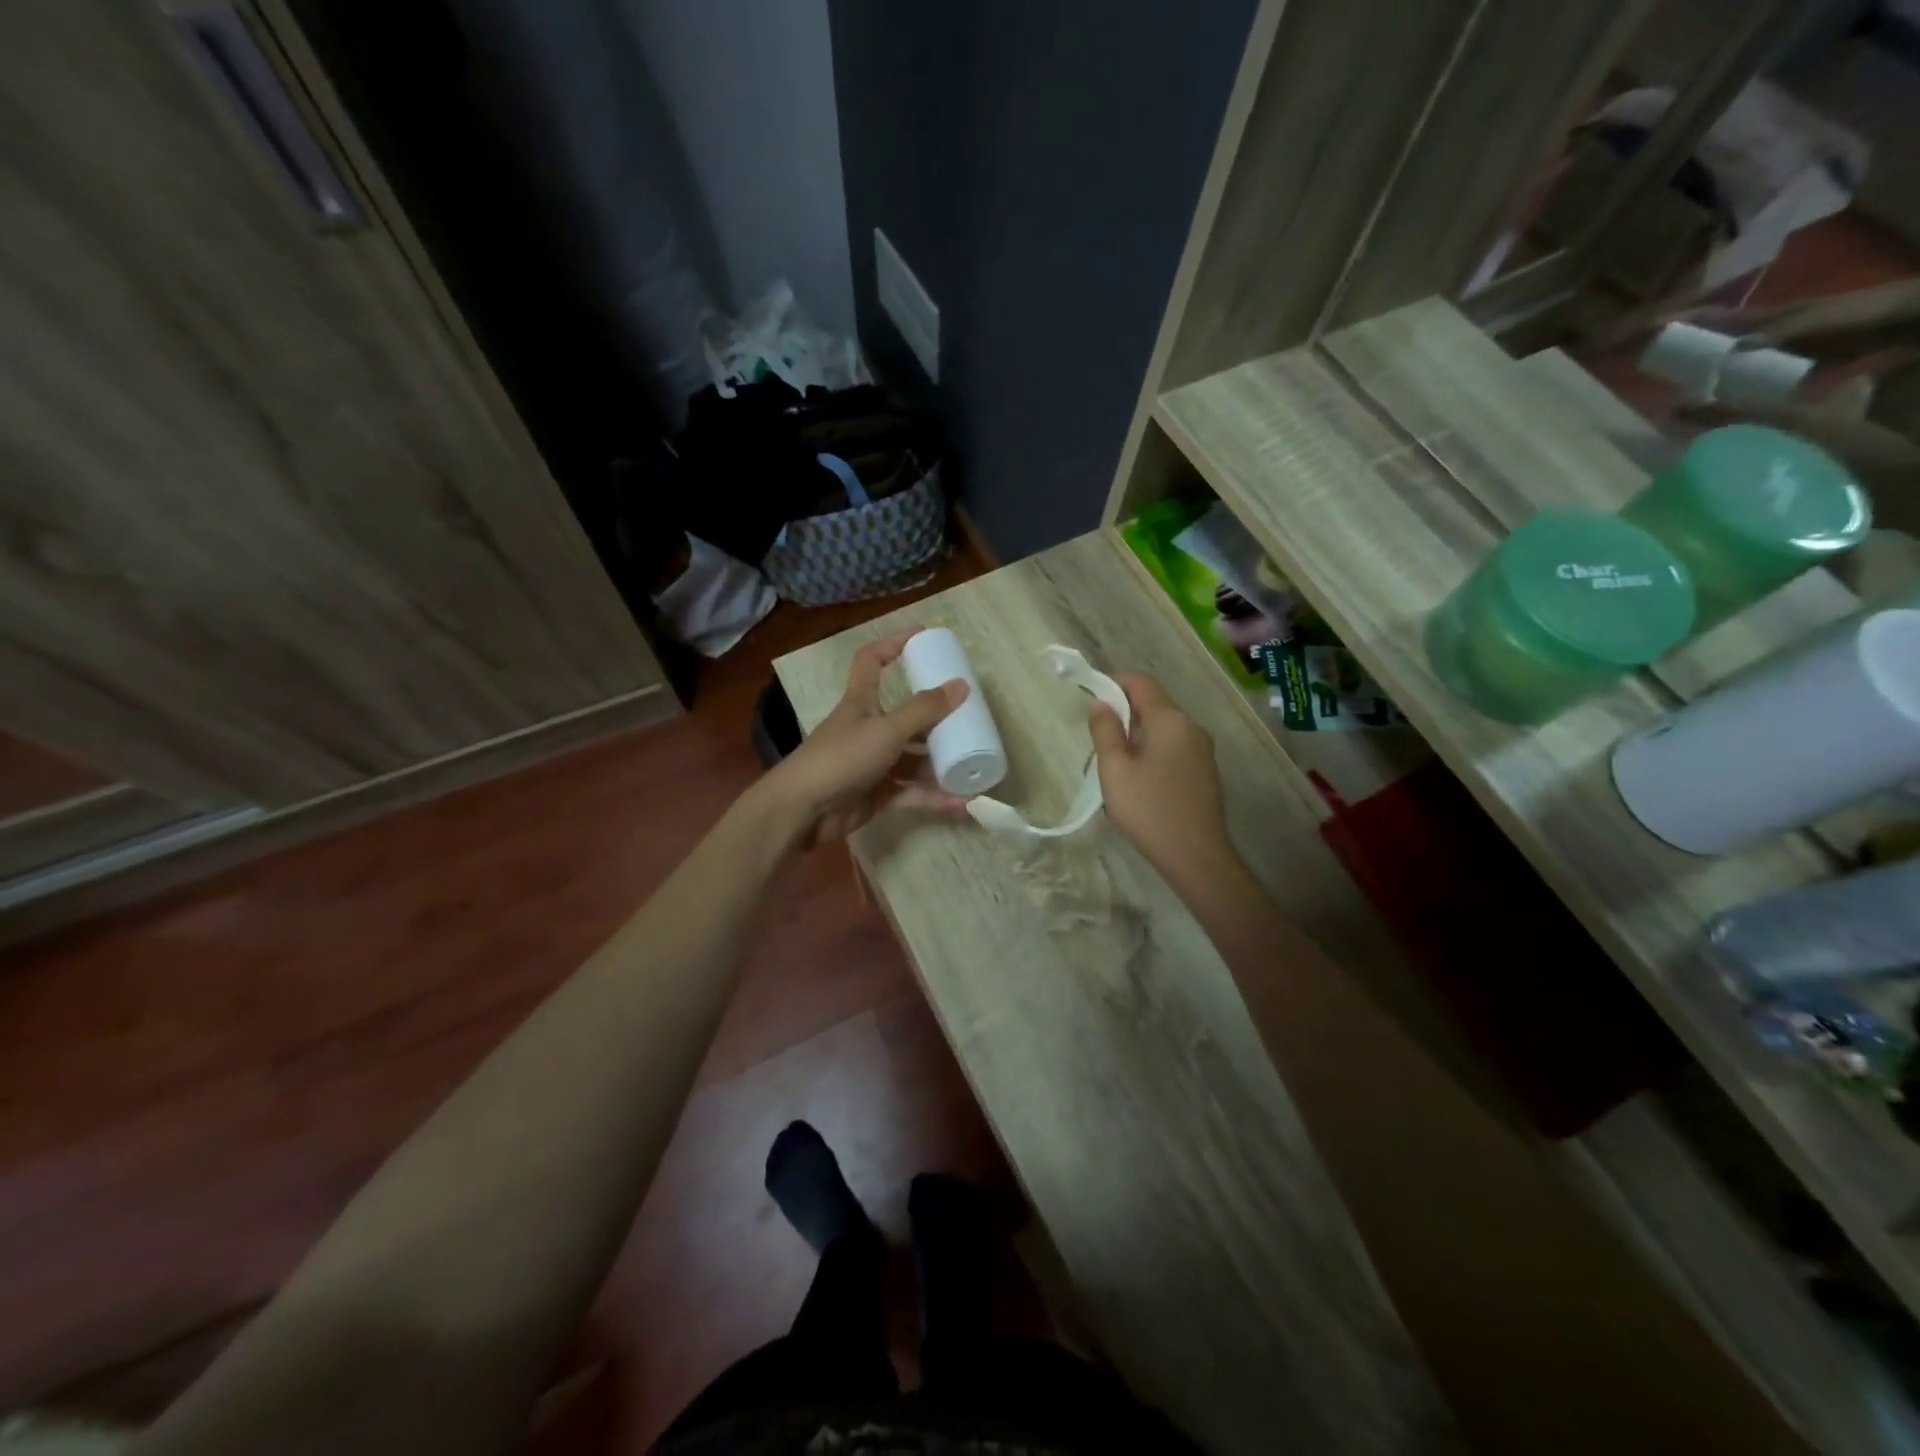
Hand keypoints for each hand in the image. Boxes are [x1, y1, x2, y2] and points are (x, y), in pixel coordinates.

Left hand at [766, 629, 969, 846]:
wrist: (803, 810)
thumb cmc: (841, 757)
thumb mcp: (886, 729)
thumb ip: (924, 710)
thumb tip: (961, 685)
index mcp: (862, 702)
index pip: (872, 662)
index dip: (893, 645)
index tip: (922, 637)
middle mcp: (868, 729)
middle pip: (906, 717)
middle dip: (936, 720)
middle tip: (969, 718)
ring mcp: (872, 764)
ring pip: (912, 759)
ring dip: (940, 763)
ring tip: (973, 765)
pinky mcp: (876, 795)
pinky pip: (911, 792)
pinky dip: (934, 797)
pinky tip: (962, 801)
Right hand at [1087, 673, 1232, 878]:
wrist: (1195, 855)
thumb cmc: (1148, 809)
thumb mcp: (1114, 769)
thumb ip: (1105, 730)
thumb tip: (1100, 702)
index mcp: (1169, 719)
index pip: (1141, 682)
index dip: (1114, 683)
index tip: (1092, 698)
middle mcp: (1191, 726)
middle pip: (1153, 705)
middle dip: (1124, 715)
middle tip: (1099, 743)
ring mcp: (1202, 749)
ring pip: (1163, 729)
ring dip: (1137, 737)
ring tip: (1116, 768)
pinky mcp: (1205, 770)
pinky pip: (1174, 748)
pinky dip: (1153, 752)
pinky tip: (1141, 783)